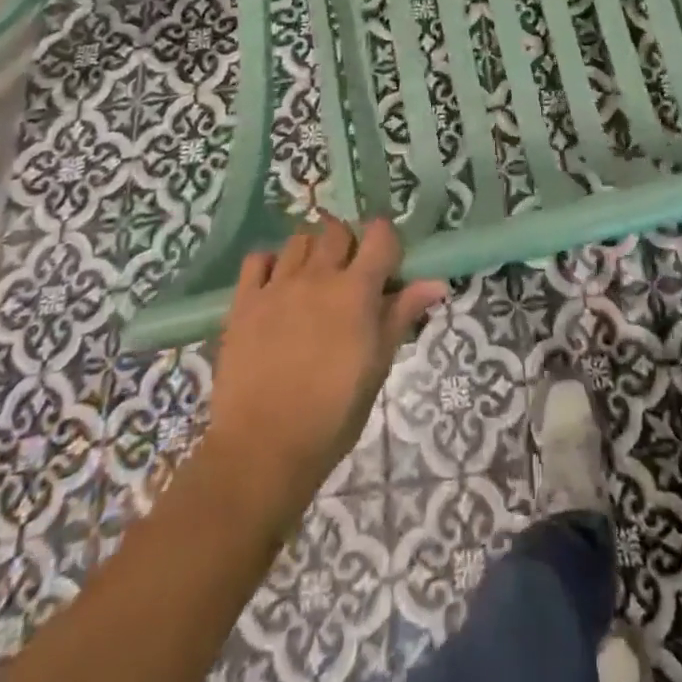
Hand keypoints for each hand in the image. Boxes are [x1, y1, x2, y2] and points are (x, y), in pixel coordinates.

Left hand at [200, 216, 445, 522]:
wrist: (262, 450)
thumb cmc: (331, 416)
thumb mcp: (377, 367)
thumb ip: (401, 316)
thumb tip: (436, 283)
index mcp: (356, 291)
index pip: (380, 236)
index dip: (387, 242)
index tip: (388, 265)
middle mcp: (318, 276)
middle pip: (338, 231)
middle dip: (349, 245)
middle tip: (351, 276)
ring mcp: (277, 286)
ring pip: (299, 239)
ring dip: (312, 250)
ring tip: (314, 279)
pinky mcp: (244, 302)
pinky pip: (258, 259)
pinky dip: (271, 263)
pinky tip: (277, 285)